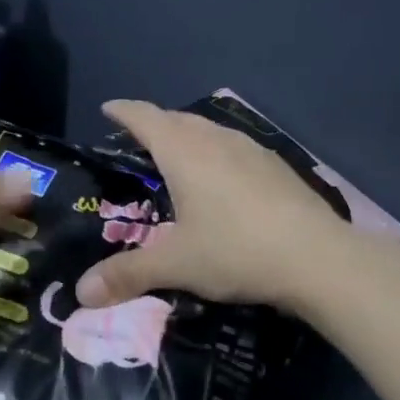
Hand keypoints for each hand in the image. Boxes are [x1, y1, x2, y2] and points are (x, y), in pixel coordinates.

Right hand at [76, 100, 351, 313]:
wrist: (317, 257)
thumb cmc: (236, 250)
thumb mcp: (177, 264)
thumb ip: (128, 274)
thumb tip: (81, 292)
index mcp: (185, 151)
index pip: (146, 118)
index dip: (124, 111)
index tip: (107, 108)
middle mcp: (217, 139)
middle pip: (178, 119)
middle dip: (155, 124)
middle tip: (138, 141)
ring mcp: (251, 149)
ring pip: (210, 130)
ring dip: (188, 135)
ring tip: (178, 157)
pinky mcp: (276, 165)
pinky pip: (234, 147)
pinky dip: (216, 152)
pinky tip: (223, 179)